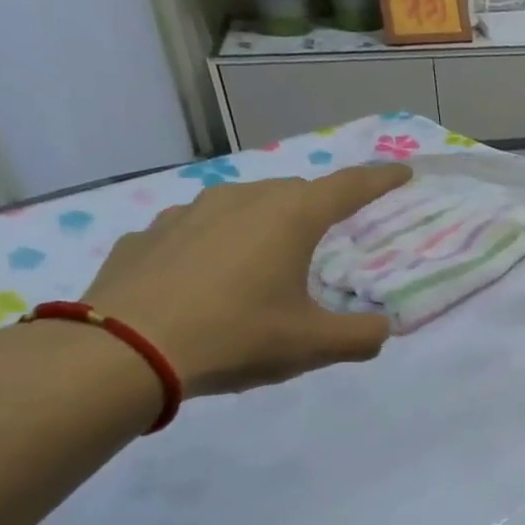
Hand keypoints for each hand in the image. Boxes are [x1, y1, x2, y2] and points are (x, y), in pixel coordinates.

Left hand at [81, 163, 410, 396]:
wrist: (122, 352)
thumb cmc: (235, 336)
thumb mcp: (313, 345)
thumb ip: (362, 337)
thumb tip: (382, 330)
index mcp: (290, 218)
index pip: (349, 187)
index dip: (380, 180)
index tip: (402, 173)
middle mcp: (242, 200)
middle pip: (295, 192)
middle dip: (320, 206)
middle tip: (331, 234)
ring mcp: (188, 212)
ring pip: (244, 204)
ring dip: (265, 222)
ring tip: (268, 256)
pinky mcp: (148, 234)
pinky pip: (198, 228)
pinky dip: (216, 242)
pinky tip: (209, 277)